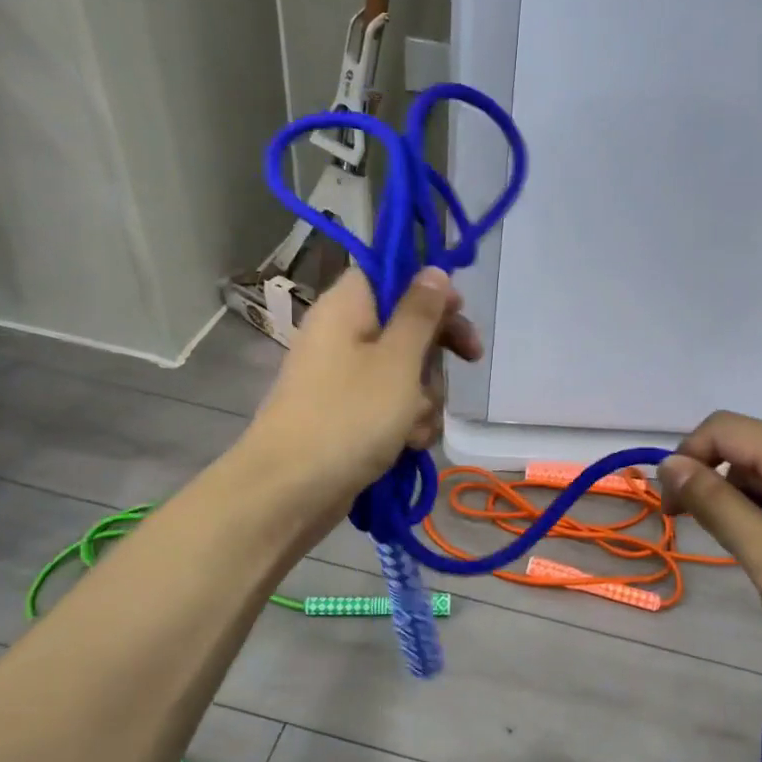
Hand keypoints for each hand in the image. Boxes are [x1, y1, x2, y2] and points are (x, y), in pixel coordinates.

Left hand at [245, 268, 481, 518]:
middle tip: (469, 359)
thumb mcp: (398, 360)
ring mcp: (344, 379)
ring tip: (415, 424)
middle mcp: (343, 336)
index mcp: (347, 308)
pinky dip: (405, 423)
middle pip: (405, 326)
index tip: (458, 310)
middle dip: (435, 353)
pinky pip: (390, 406)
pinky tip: (409, 445)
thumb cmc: (350, 415)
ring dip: (423, 398)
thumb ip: (421, 313)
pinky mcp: (349, 415)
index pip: (390, 274)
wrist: (292, 490)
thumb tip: (434, 271)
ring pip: (405, 373)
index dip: (427, 288)